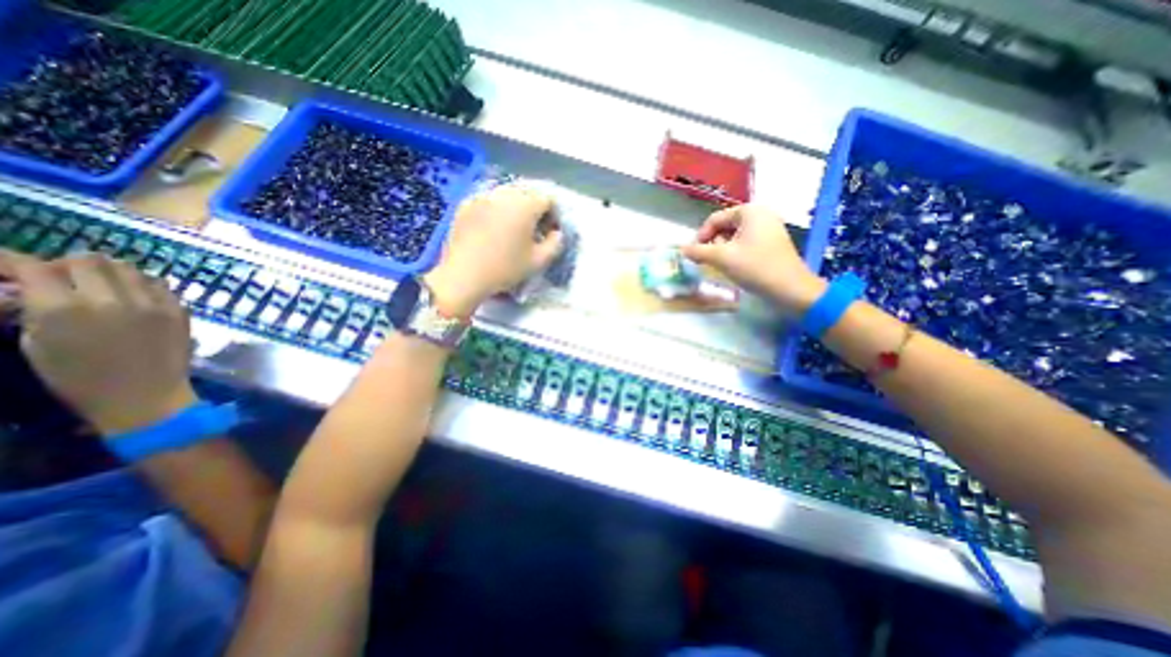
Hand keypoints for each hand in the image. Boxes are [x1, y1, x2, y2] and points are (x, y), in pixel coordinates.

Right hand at [0, 252, 194, 435]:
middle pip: (89, 260)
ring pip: (129, 268)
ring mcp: (153, 303)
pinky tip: (133, 296)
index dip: (17, 262)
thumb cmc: (81, 378)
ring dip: (109, 271)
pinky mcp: (180, 310)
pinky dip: (141, 284)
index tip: (10, 266)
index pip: (36, 267)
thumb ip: (35, 308)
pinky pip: (160, 284)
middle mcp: (112, 299)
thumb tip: (30, 286)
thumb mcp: (36, 343)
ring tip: (100, 285)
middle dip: (68, 264)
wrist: (146, 394)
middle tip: (61, 277)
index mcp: (63, 309)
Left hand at [423, 181, 564, 314]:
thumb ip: (555, 244)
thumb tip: (557, 233)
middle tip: (533, 230)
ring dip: (515, 208)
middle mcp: (504, 194)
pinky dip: (496, 210)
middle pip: (527, 193)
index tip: (550, 232)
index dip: (554, 215)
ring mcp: (482, 196)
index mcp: (525, 205)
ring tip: (513, 229)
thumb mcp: (539, 261)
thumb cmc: (505, 268)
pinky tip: (492, 229)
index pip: (548, 199)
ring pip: (507, 195)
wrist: (463, 275)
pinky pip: (488, 201)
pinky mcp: (466, 204)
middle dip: (535, 209)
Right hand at [682, 203, 827, 311]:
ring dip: (722, 250)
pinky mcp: (772, 243)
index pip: (714, 219)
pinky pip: (745, 243)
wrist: (791, 289)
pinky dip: (735, 253)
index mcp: (749, 211)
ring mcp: (768, 228)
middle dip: (713, 243)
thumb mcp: (722, 258)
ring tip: (722, 266)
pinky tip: (734, 267)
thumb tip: (681, 249)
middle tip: (709, 261)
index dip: (700, 236)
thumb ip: (698, 251)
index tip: (694, 255)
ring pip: (734, 236)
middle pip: (724, 226)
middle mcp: (760, 214)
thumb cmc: (755, 267)